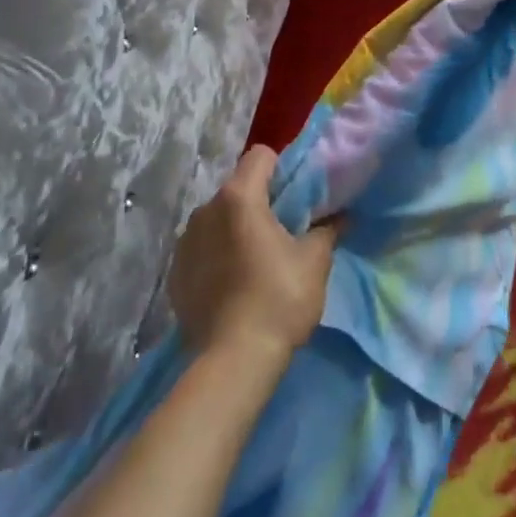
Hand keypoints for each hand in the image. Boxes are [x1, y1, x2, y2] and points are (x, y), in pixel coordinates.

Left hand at [168, 145, 336, 367]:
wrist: (232, 360)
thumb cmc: (279, 299)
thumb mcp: (314, 262)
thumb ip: (326, 231)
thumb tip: (341, 217)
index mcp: (239, 197)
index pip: (260, 156)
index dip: (281, 167)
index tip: (296, 194)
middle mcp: (205, 209)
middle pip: (237, 188)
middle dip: (259, 201)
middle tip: (283, 230)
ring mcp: (185, 241)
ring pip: (217, 218)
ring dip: (235, 228)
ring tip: (255, 261)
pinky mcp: (174, 272)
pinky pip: (201, 248)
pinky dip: (217, 255)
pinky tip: (233, 284)